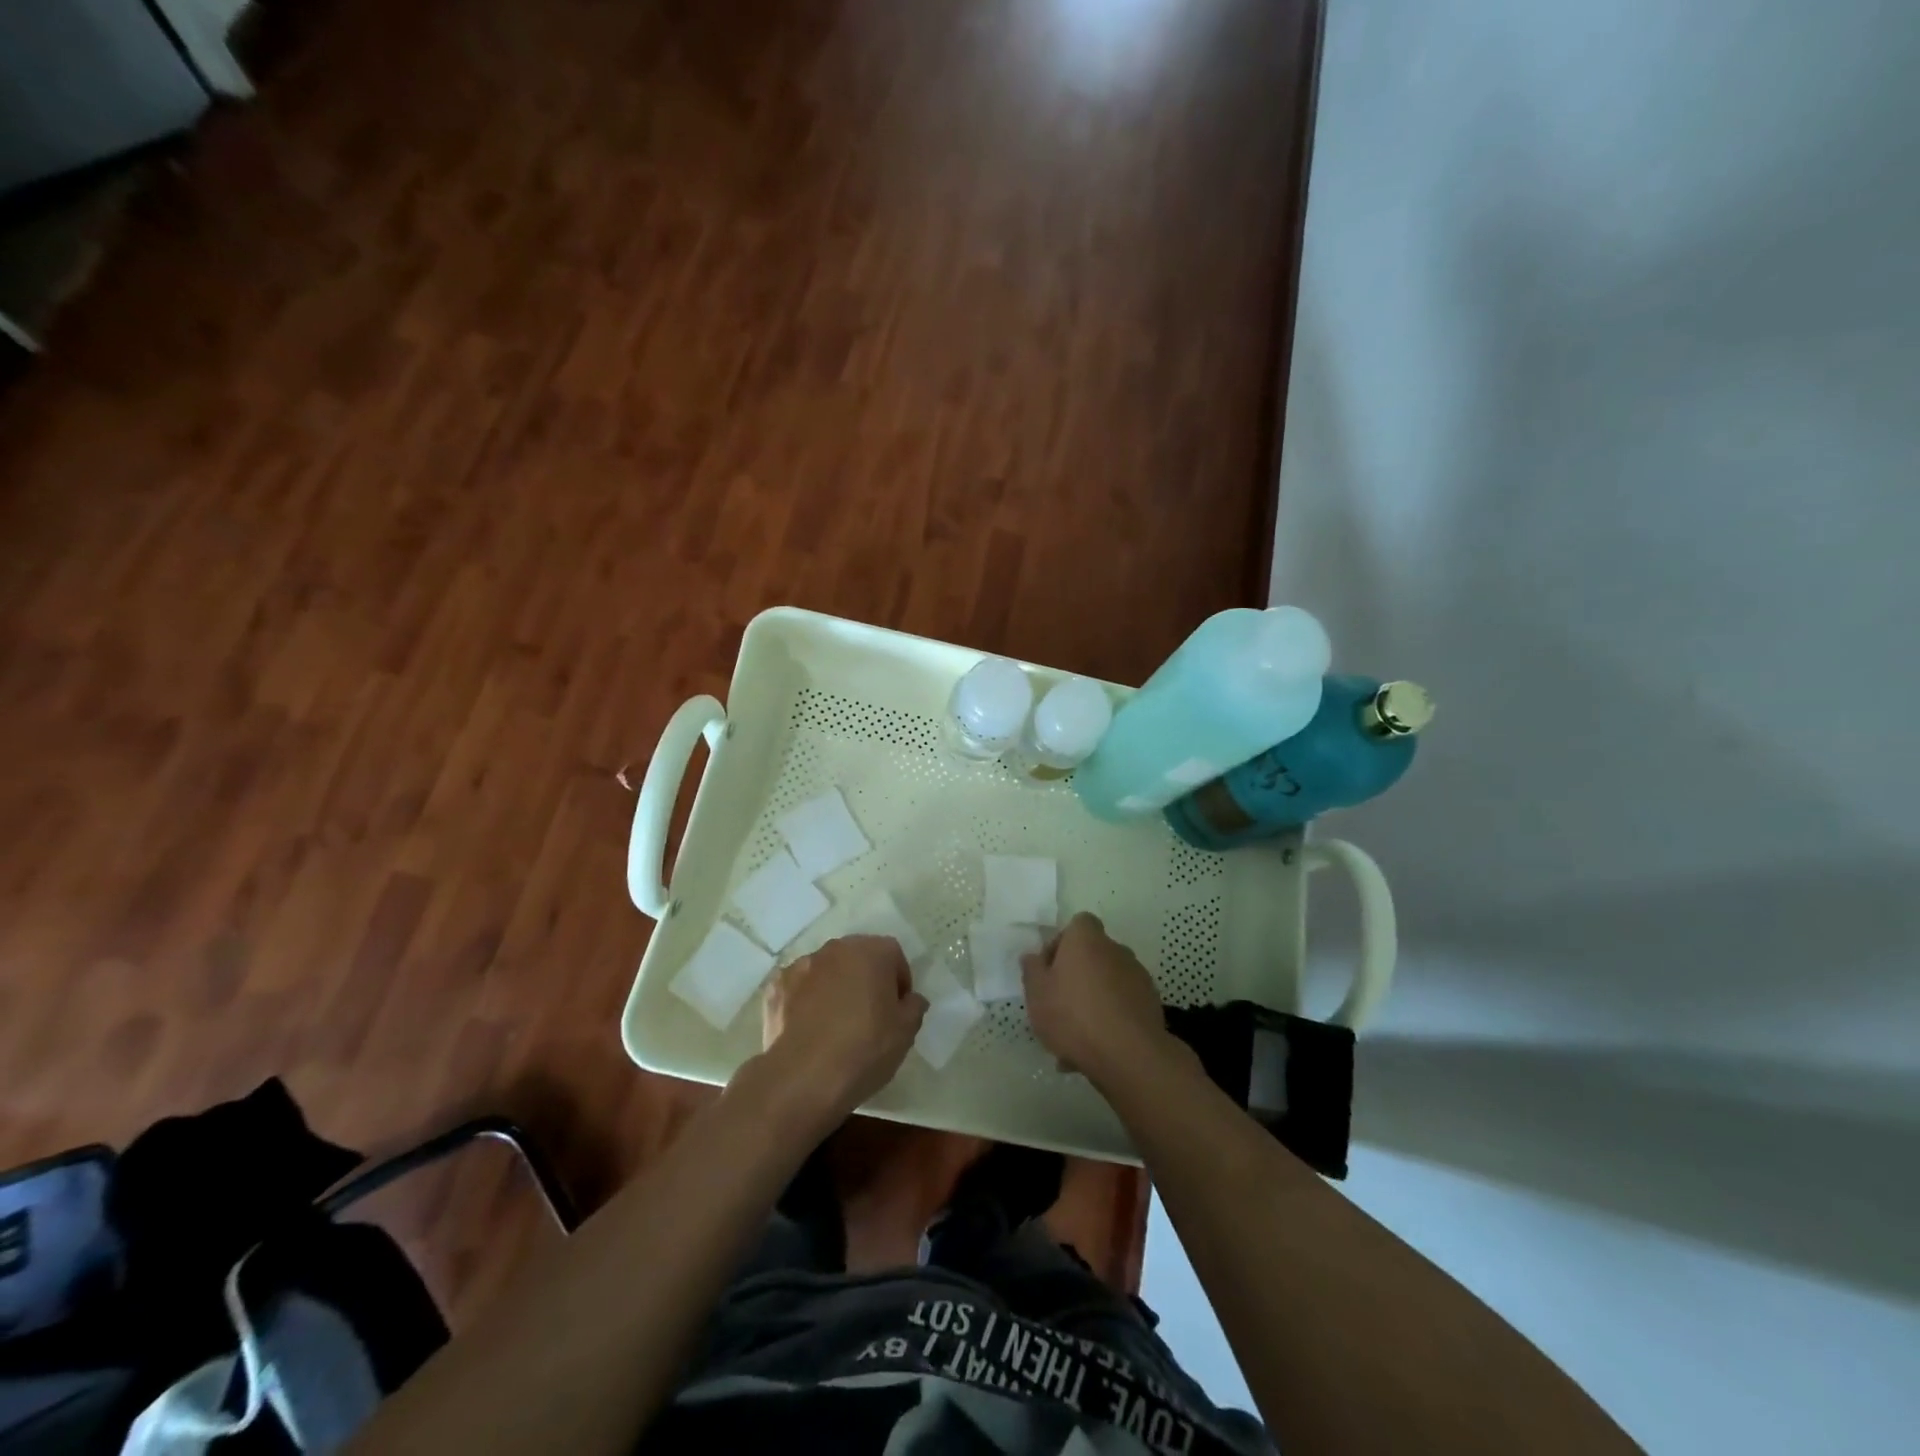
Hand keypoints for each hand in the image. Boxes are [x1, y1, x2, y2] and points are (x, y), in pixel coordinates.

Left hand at [761, 935, 926, 1127]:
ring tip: (836, 1024)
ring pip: (827, 970)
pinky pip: (799, 988)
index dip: (899, 981)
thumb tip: (910, 999)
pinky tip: (808, 1029)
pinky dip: (805, 1000)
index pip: (893, 955)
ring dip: (835, 987)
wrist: (802, 1078)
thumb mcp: (906, 1033)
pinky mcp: (776, 987)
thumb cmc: (864, 1049)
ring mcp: (801, 965)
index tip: (898, 1010)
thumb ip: (914, 1007)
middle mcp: (835, 948)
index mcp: (871, 951)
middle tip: (870, 1015)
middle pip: (858, 957)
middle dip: (866, 979)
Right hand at [1021, 912, 1174, 1087]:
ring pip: (1107, 984)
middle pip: (1093, 955)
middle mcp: (1115, 950)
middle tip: (1059, 1006)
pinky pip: (1123, 1006)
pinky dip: (1111, 1020)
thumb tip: (1032, 956)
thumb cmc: (1073, 1016)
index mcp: (1086, 939)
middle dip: (1077, 976)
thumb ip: (1032, 970)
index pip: (1079, 924)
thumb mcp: (1037, 994)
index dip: (1063, 943)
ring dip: (1094, 1000)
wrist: (1129, 1055)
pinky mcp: (1151, 1004)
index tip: (1050, 970)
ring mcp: (1138, 977)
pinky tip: (1097, 1049)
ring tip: (1075, 1038)